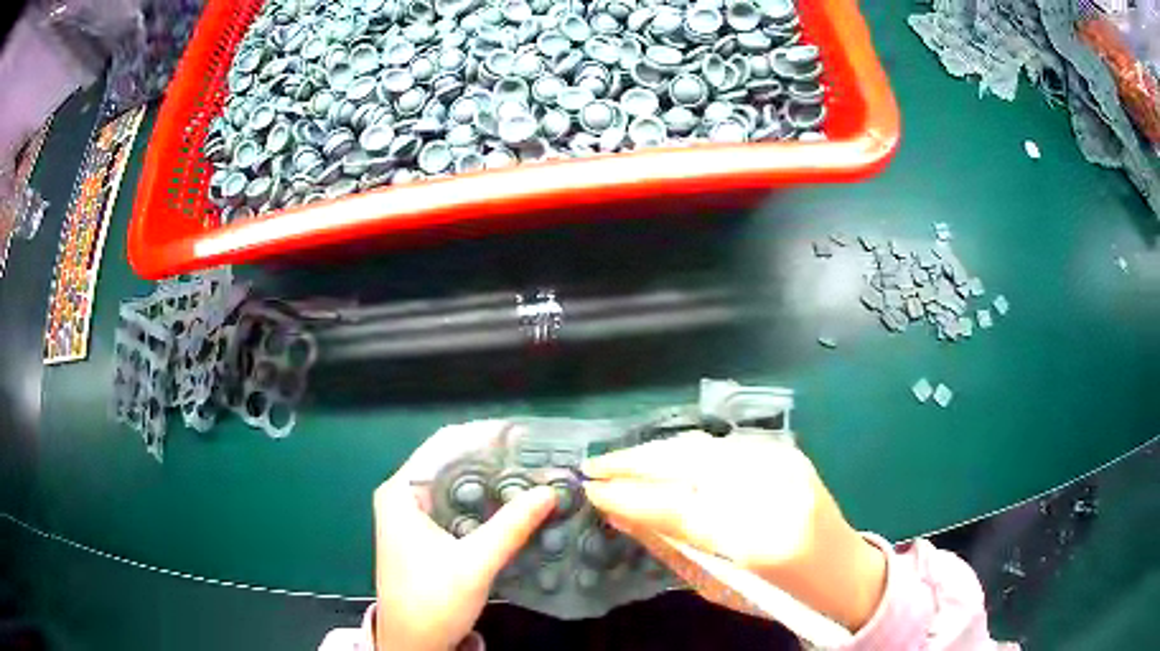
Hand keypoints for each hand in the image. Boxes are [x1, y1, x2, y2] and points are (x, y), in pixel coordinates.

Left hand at [374, 423, 555, 650]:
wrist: (413, 644)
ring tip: (534, 481)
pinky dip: (483, 509)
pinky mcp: (424, 537)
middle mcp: (402, 498)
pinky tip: (514, 510)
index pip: (443, 448)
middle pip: (451, 468)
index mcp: (400, 493)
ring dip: (491, 488)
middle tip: (538, 462)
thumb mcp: (475, 563)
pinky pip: (457, 510)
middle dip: (493, 465)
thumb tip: (550, 490)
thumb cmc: (433, 601)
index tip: (525, 441)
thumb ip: (511, 526)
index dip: (483, 441)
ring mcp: (411, 518)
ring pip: (456, 490)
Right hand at [582, 432, 886, 631]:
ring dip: (655, 452)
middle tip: (594, 467)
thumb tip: (618, 513)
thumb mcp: (716, 586)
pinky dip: (686, 451)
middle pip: (690, 463)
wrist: (842, 571)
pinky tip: (663, 458)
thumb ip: (668, 546)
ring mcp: (785, 464)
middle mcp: (775, 491)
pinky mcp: (786, 452)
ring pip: (703, 446)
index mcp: (759, 541)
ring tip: (619, 463)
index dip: (629, 495)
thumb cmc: (777, 595)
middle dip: (635, 462)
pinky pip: (723, 446)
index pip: (678, 507)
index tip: (590, 490)